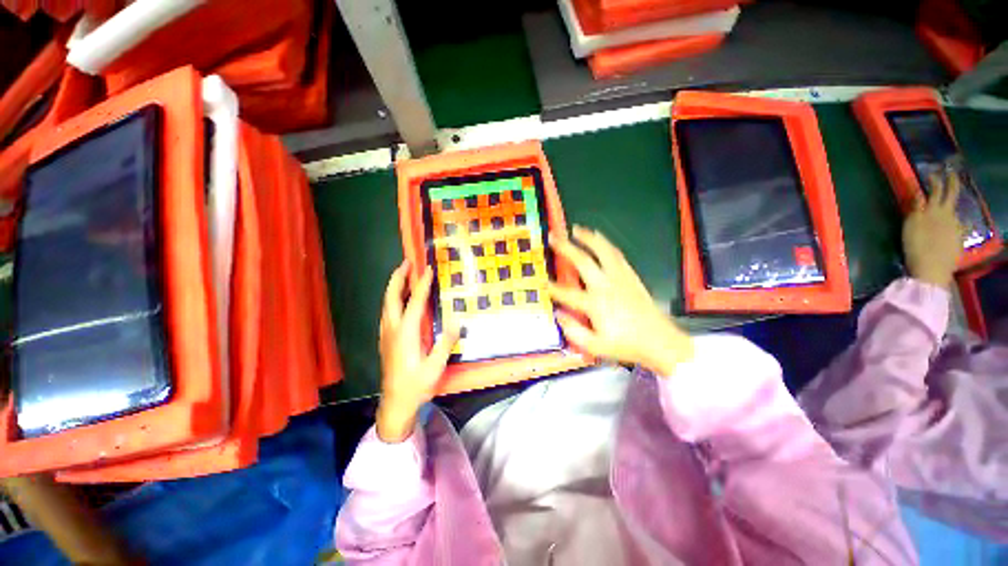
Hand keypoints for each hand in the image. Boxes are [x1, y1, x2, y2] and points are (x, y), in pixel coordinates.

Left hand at [377, 261, 459, 442]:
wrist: (395, 403)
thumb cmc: (417, 385)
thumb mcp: (436, 366)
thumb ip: (446, 342)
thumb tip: (458, 320)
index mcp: (405, 333)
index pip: (414, 302)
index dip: (421, 284)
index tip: (428, 269)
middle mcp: (393, 329)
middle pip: (391, 297)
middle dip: (398, 278)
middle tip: (407, 262)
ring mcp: (386, 334)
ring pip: (387, 304)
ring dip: (394, 286)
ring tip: (404, 275)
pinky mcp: (386, 339)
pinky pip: (387, 312)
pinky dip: (393, 299)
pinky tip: (399, 301)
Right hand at [547, 226, 692, 375]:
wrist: (660, 341)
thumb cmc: (626, 345)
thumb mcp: (596, 347)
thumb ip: (574, 332)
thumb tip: (559, 315)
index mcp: (595, 304)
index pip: (567, 293)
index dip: (551, 287)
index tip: (541, 281)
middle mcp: (606, 286)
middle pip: (583, 261)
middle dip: (565, 248)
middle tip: (553, 237)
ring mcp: (620, 278)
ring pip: (602, 251)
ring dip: (588, 238)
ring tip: (577, 229)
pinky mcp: (630, 276)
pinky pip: (617, 255)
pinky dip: (606, 244)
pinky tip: (600, 239)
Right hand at [903, 169, 965, 288]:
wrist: (932, 270)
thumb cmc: (916, 247)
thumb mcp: (911, 226)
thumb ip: (915, 208)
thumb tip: (919, 193)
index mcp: (935, 210)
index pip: (935, 190)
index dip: (934, 180)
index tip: (932, 173)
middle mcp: (947, 214)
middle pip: (951, 194)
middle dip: (951, 183)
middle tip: (950, 174)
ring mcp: (955, 227)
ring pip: (954, 210)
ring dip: (951, 205)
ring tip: (948, 203)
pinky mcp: (958, 239)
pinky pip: (958, 226)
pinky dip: (954, 222)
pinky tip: (953, 225)